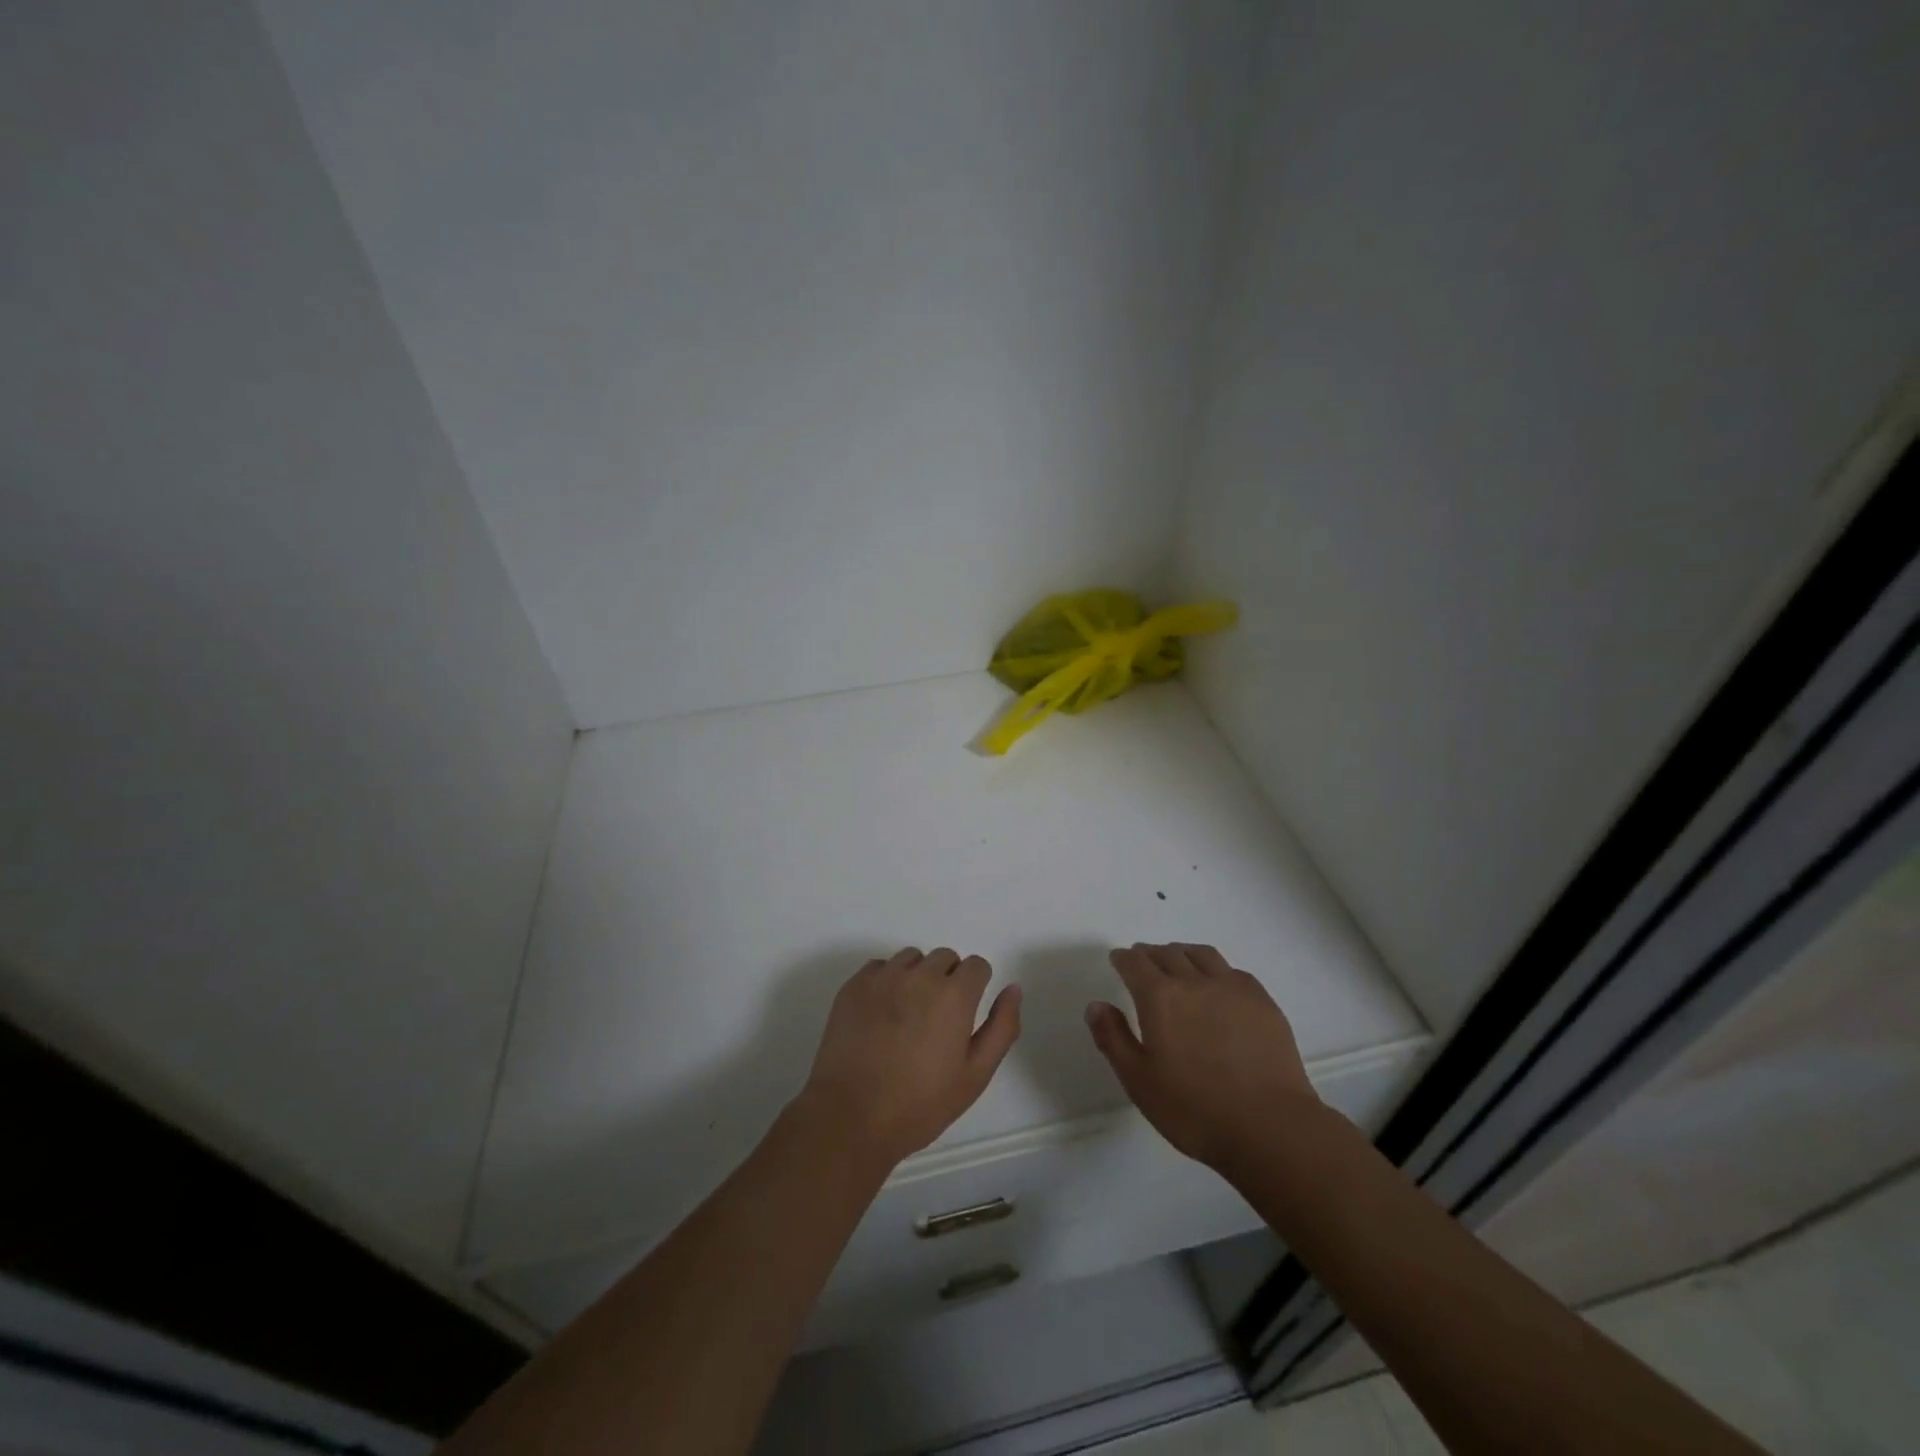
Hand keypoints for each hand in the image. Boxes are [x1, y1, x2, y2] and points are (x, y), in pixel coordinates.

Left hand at [798, 947, 1021, 1169]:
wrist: (851, 1117)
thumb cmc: (920, 1104)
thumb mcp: (975, 1075)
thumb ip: (1001, 1027)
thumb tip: (1013, 988)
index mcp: (954, 995)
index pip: (977, 965)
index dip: (975, 988)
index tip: (965, 1015)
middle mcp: (920, 975)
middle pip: (945, 958)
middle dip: (948, 981)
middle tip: (936, 1021)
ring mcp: (883, 977)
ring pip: (912, 959)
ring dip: (917, 977)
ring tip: (907, 1018)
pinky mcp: (853, 985)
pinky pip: (880, 968)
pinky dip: (886, 982)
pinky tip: (881, 1016)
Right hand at [1086, 943, 1319, 1173]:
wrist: (1270, 1127)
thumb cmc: (1194, 1109)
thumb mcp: (1139, 1081)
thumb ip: (1113, 1038)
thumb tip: (1096, 1005)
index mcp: (1159, 997)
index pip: (1135, 962)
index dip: (1123, 959)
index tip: (1119, 960)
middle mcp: (1193, 981)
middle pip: (1167, 952)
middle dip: (1150, 954)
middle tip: (1144, 963)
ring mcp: (1232, 988)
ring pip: (1201, 954)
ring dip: (1182, 953)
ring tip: (1178, 964)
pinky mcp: (1261, 1000)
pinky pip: (1231, 970)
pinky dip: (1215, 969)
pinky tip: (1217, 986)